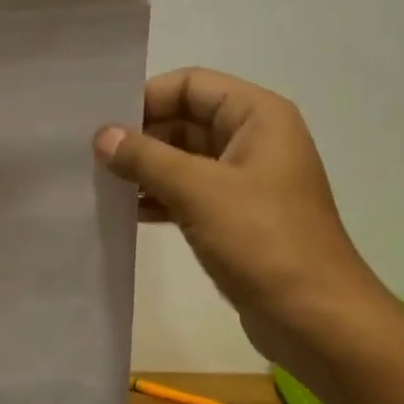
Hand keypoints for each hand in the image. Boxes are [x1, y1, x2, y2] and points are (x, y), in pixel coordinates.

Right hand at [93, 68, 383, 365]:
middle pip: (185, 120)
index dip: (146, 97)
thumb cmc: (263, 241)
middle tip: (89, 154)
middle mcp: (253, 140)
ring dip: (145, 169)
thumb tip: (101, 136)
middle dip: (140, 136)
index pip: (191, 85)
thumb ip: (146, 158)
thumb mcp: (199, 191)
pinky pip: (188, 194)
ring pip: (183, 160)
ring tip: (98, 182)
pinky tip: (123, 212)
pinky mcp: (235, 219)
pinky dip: (158, 198)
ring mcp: (245, 182)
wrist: (314, 318)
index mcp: (258, 117)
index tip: (102, 123)